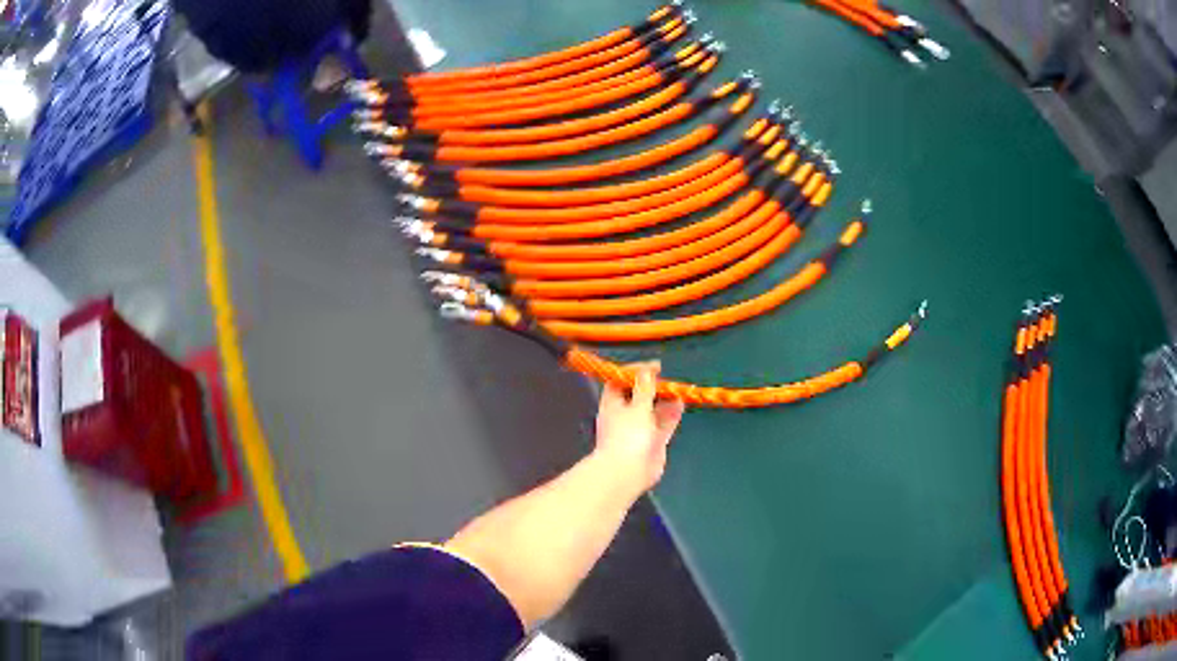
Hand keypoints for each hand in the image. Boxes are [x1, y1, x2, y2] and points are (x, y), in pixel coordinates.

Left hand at [593, 362, 684, 493]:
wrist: (628, 472)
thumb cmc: (628, 435)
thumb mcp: (637, 407)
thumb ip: (644, 388)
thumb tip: (646, 369)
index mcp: (612, 405)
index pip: (620, 382)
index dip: (634, 372)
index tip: (652, 367)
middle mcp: (624, 415)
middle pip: (638, 395)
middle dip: (652, 386)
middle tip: (666, 378)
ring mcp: (639, 429)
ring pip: (653, 409)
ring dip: (664, 399)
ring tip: (678, 388)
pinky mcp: (652, 441)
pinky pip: (663, 423)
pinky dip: (671, 413)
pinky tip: (681, 403)